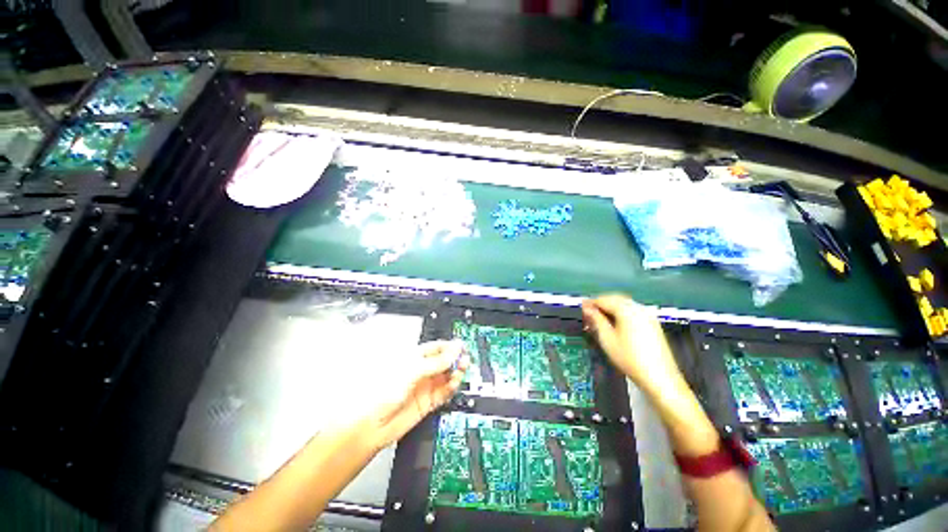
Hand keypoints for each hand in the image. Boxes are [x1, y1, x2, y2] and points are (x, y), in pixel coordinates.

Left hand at [366, 341, 468, 449]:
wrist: (372, 425)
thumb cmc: (382, 393)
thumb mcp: (412, 371)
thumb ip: (436, 362)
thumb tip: (453, 351)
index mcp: (413, 358)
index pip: (435, 348)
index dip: (449, 347)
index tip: (461, 346)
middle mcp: (420, 371)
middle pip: (443, 362)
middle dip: (455, 359)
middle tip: (464, 359)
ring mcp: (424, 387)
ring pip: (446, 376)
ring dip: (455, 372)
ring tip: (462, 369)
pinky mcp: (427, 402)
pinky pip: (444, 392)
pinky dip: (452, 387)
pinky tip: (455, 382)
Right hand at [581, 294, 682, 390]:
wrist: (659, 378)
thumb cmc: (629, 359)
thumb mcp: (607, 339)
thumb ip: (596, 320)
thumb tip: (587, 309)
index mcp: (627, 310)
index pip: (604, 299)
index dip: (591, 303)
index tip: (581, 307)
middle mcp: (639, 308)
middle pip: (615, 299)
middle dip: (601, 303)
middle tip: (588, 313)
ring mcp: (647, 316)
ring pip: (624, 304)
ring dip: (610, 307)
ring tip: (599, 319)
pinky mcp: (652, 324)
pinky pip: (632, 311)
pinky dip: (621, 312)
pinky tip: (614, 323)